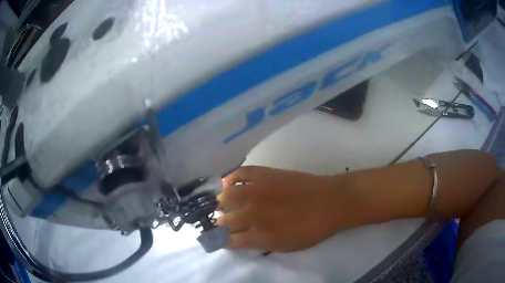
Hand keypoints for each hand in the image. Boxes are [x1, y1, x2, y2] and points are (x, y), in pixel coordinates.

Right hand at [216, 166, 353, 251]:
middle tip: (224, 222)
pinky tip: (227, 182)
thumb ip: (259, 244)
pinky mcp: (264, 174)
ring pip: (226, 197)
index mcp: (258, 235)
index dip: (223, 240)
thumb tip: (241, 239)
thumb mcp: (284, 246)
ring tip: (225, 203)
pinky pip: (240, 173)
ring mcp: (256, 191)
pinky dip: (230, 178)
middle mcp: (251, 214)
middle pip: (224, 220)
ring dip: (223, 203)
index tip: (222, 238)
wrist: (330, 202)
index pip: (228, 240)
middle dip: (221, 223)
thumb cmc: (311, 229)